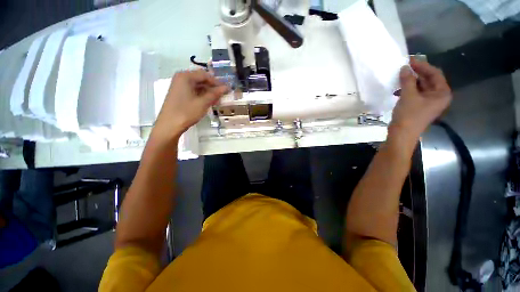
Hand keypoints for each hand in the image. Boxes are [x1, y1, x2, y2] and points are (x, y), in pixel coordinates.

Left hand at [153, 70, 228, 140]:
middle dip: (213, 87)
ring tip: (218, 100)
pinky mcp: (179, 94)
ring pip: (198, 86)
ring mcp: (179, 86)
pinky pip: (193, 91)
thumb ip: (215, 93)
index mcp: (185, 76)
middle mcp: (181, 78)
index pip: (205, 75)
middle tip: (223, 95)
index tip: (226, 89)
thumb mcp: (203, 103)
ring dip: (208, 92)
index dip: (217, 82)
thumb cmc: (186, 112)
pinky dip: (202, 95)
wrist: (169, 125)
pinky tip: (209, 102)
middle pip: (201, 79)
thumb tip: (226, 87)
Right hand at [390, 58, 451, 138]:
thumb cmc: (409, 115)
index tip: (409, 60)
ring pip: (420, 87)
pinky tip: (398, 88)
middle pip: (428, 80)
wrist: (401, 135)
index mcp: (441, 93)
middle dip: (416, 73)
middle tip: (403, 67)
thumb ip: (407, 80)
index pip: (434, 74)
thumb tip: (404, 67)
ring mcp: (428, 102)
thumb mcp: (408, 96)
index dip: (422, 66)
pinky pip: (415, 94)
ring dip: (410, 81)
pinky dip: (407, 90)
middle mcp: (437, 96)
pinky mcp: (419, 107)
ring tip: (399, 77)